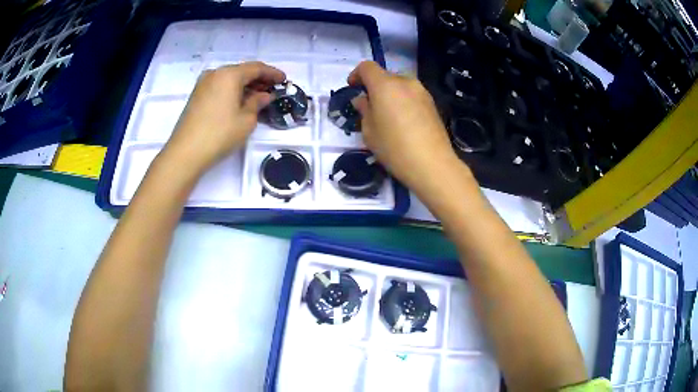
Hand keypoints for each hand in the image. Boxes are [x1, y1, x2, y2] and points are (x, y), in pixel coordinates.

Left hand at [161, 61, 285, 174]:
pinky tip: (240, 102)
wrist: (186, 152)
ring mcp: (203, 84)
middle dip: (258, 79)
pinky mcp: (197, 96)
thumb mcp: (246, 120)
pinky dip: (232, 91)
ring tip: (258, 97)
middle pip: (241, 71)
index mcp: (229, 74)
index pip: (256, 68)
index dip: (272, 73)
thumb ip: (258, 103)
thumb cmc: (220, 134)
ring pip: (230, 79)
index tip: (284, 80)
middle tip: (272, 90)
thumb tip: (264, 96)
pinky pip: (220, 87)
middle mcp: (215, 73)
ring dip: (245, 86)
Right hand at [348, 61, 459, 191]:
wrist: (432, 164)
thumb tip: (363, 100)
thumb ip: (364, 110)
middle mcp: (405, 82)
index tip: (353, 88)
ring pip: (400, 85)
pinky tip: (403, 122)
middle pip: (385, 75)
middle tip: (369, 107)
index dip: (356, 74)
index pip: (367, 67)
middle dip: (374, 87)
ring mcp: (422, 92)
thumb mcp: (369, 131)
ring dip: (390, 94)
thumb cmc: (395, 148)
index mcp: (385, 85)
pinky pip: (412, 95)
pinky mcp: (432, 103)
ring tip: (387, 116)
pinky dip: (403, 101)